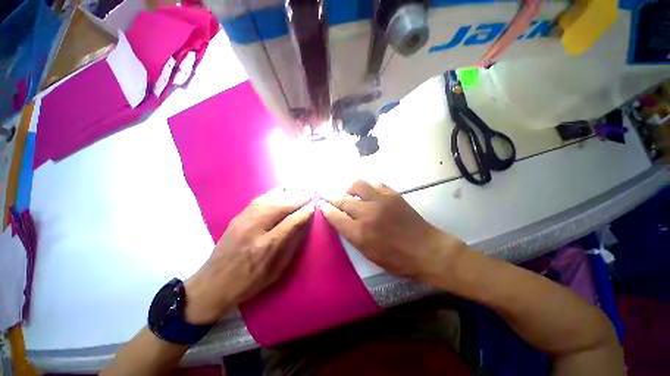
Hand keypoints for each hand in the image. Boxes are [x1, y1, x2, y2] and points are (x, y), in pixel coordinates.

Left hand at [184, 188, 314, 323]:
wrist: (213, 283)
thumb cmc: (249, 282)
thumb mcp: (276, 270)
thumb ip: (291, 245)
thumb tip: (304, 224)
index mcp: (266, 246)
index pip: (291, 222)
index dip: (304, 212)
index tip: (314, 206)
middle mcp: (254, 229)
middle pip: (281, 206)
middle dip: (298, 198)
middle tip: (310, 194)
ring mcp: (243, 220)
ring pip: (270, 199)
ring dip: (288, 193)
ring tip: (300, 189)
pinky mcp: (237, 216)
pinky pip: (259, 199)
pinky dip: (274, 193)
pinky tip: (283, 190)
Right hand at [320, 180, 465, 285]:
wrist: (427, 250)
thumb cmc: (397, 259)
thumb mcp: (369, 254)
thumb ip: (352, 235)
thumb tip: (341, 220)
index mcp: (360, 233)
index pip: (335, 216)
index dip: (326, 209)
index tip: (321, 204)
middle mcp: (368, 214)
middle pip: (343, 199)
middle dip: (331, 196)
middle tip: (326, 194)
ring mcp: (381, 201)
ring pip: (357, 185)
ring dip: (349, 188)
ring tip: (349, 192)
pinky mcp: (393, 195)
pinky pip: (375, 185)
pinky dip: (368, 188)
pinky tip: (369, 193)